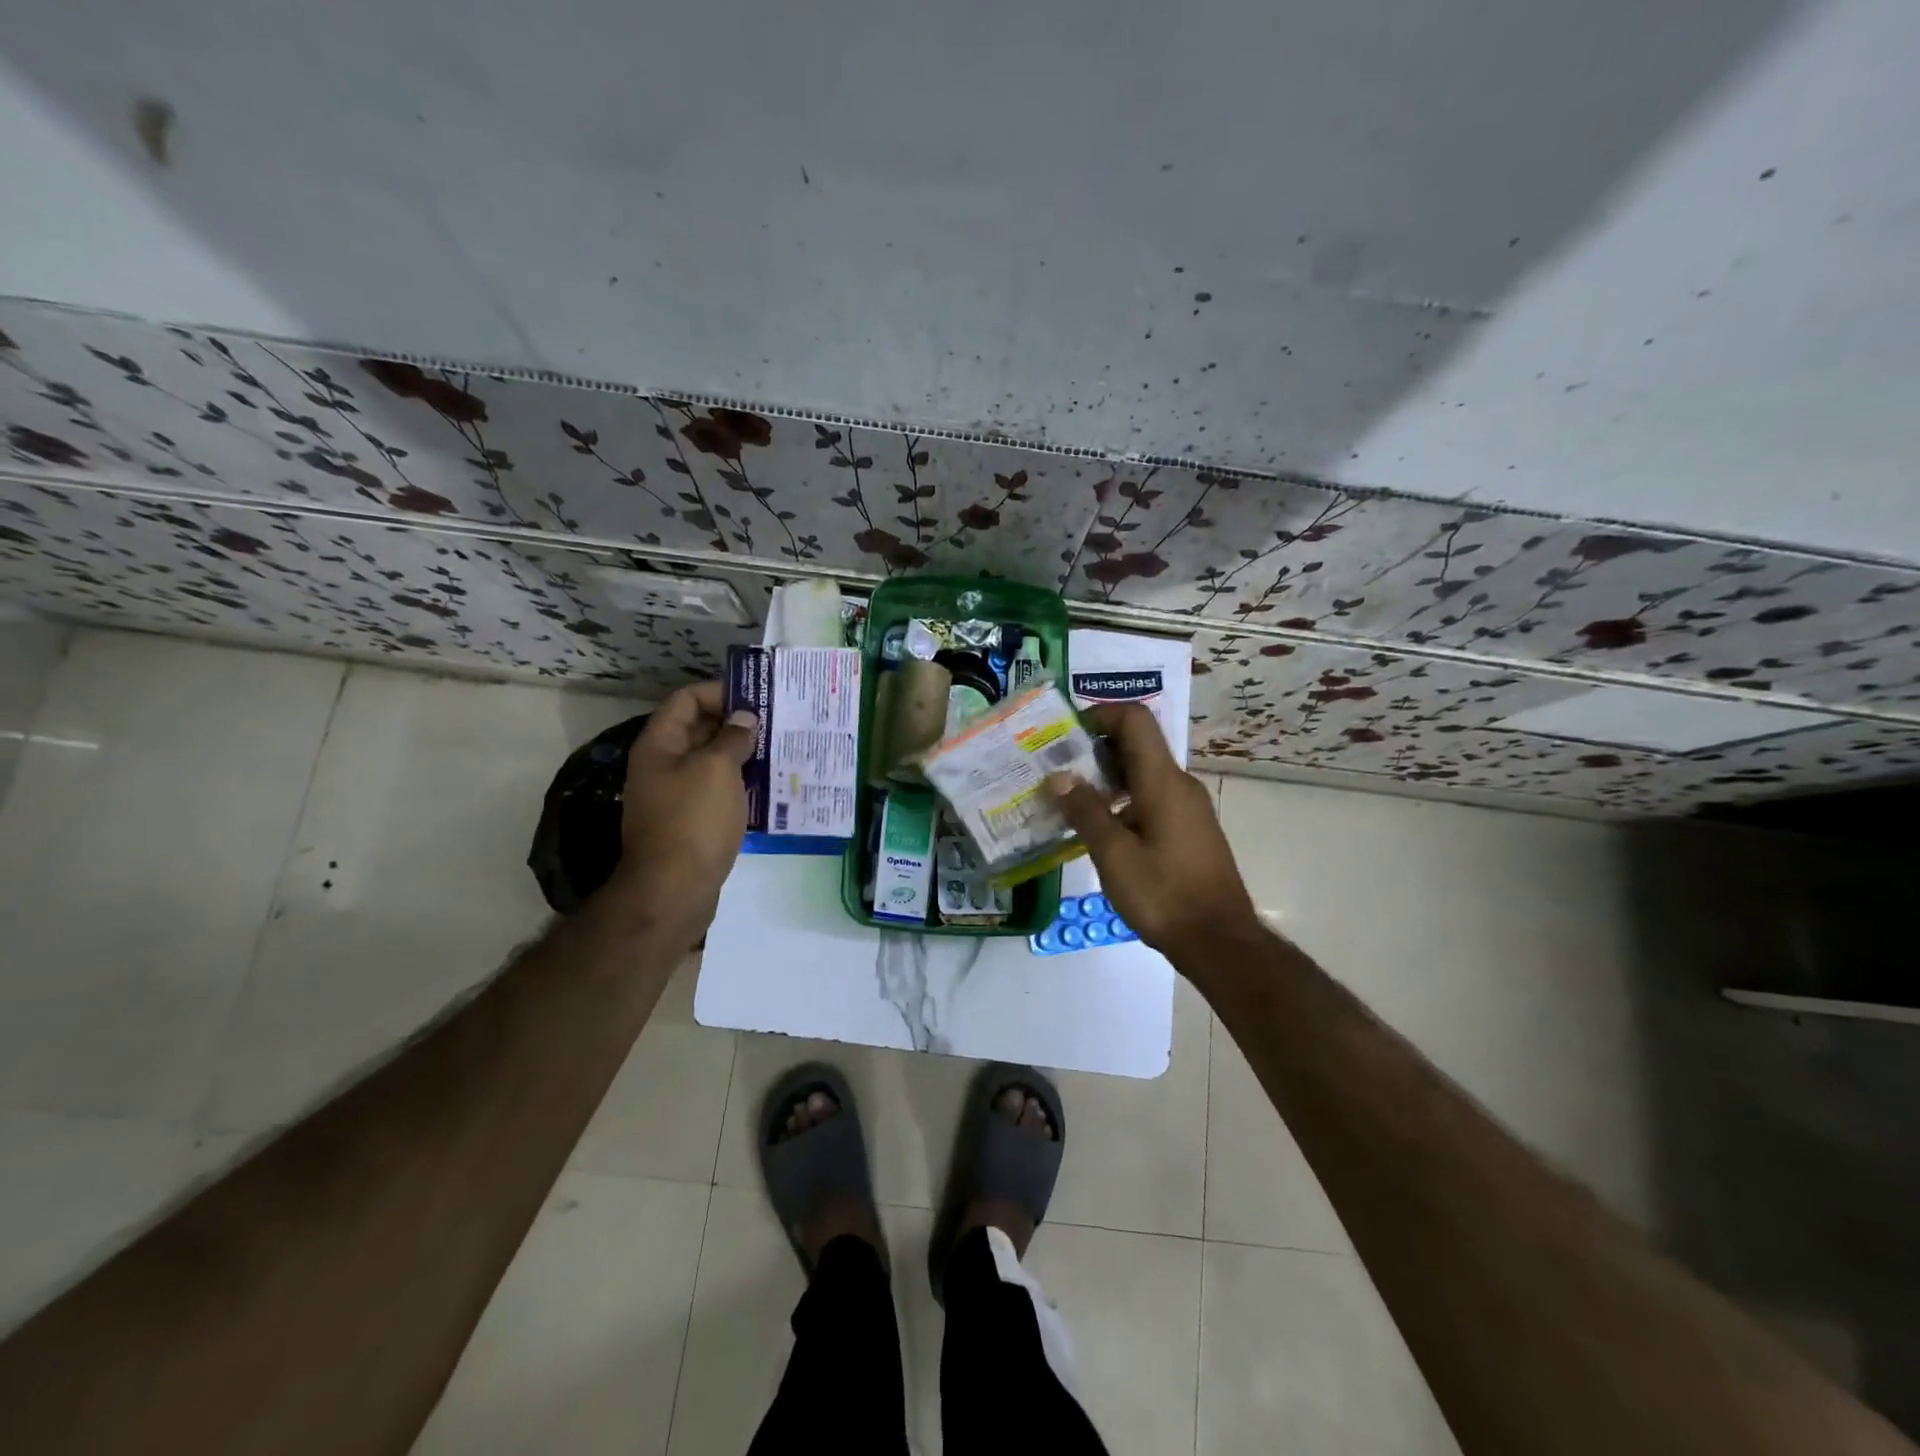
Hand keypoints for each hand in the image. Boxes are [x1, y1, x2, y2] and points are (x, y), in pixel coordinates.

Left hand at [606, 681, 757, 930]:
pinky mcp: (690, 820)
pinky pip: (717, 789)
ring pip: (711, 761)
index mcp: (660, 744)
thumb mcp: (717, 769)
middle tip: (777, 722)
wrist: (673, 890)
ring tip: (779, 751)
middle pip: (699, 728)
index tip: (757, 697)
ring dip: (742, 754)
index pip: (687, 700)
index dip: (720, 692)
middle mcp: (663, 764)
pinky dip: (740, 783)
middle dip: (736, 722)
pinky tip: (768, 786)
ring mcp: (675, 794)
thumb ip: (732, 737)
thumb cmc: (693, 820)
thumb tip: (744, 718)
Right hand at [1047, 703, 1259, 964]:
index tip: (1065, 734)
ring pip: (1142, 773)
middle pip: (1136, 745)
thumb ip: (1085, 811)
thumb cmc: (1164, 895)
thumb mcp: (1114, 855)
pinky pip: (1151, 797)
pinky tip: (1097, 828)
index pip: (1135, 720)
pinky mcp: (1188, 829)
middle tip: (1056, 769)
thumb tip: (1058, 776)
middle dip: (1094, 749)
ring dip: (1106, 778)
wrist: (1219, 941)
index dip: (1100, 715)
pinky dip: (1122, 800)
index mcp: (1163, 781)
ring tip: (1068, 799)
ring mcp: (1186, 808)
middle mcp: (1179, 784)